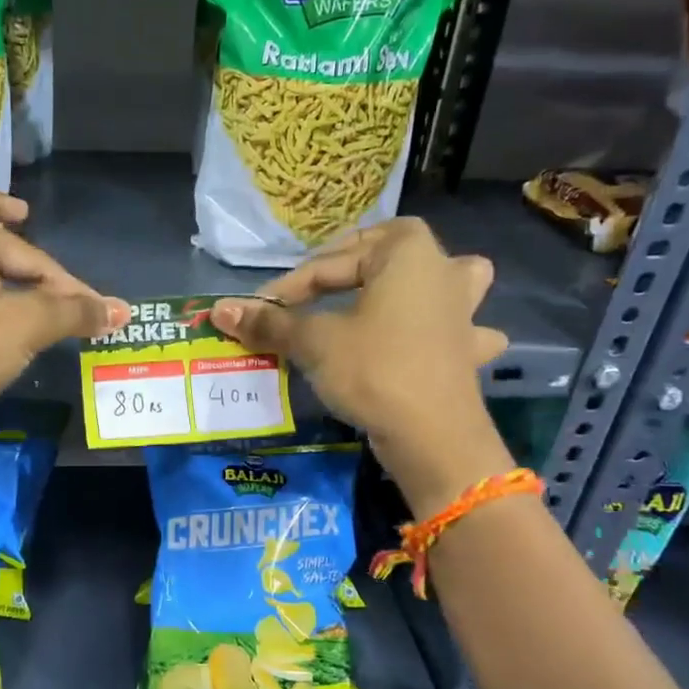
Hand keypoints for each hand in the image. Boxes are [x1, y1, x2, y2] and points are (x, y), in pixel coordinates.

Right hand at [210, 218, 514, 510]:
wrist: (432, 436)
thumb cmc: (374, 370)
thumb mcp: (315, 342)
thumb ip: (270, 322)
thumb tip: (219, 309)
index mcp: (405, 252)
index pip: (329, 264)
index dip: (288, 287)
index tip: (259, 311)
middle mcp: (442, 270)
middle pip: (390, 253)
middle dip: (354, 265)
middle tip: (316, 290)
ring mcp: (464, 312)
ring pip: (451, 280)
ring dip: (425, 285)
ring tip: (400, 296)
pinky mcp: (468, 351)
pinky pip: (460, 330)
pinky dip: (451, 334)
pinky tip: (431, 345)